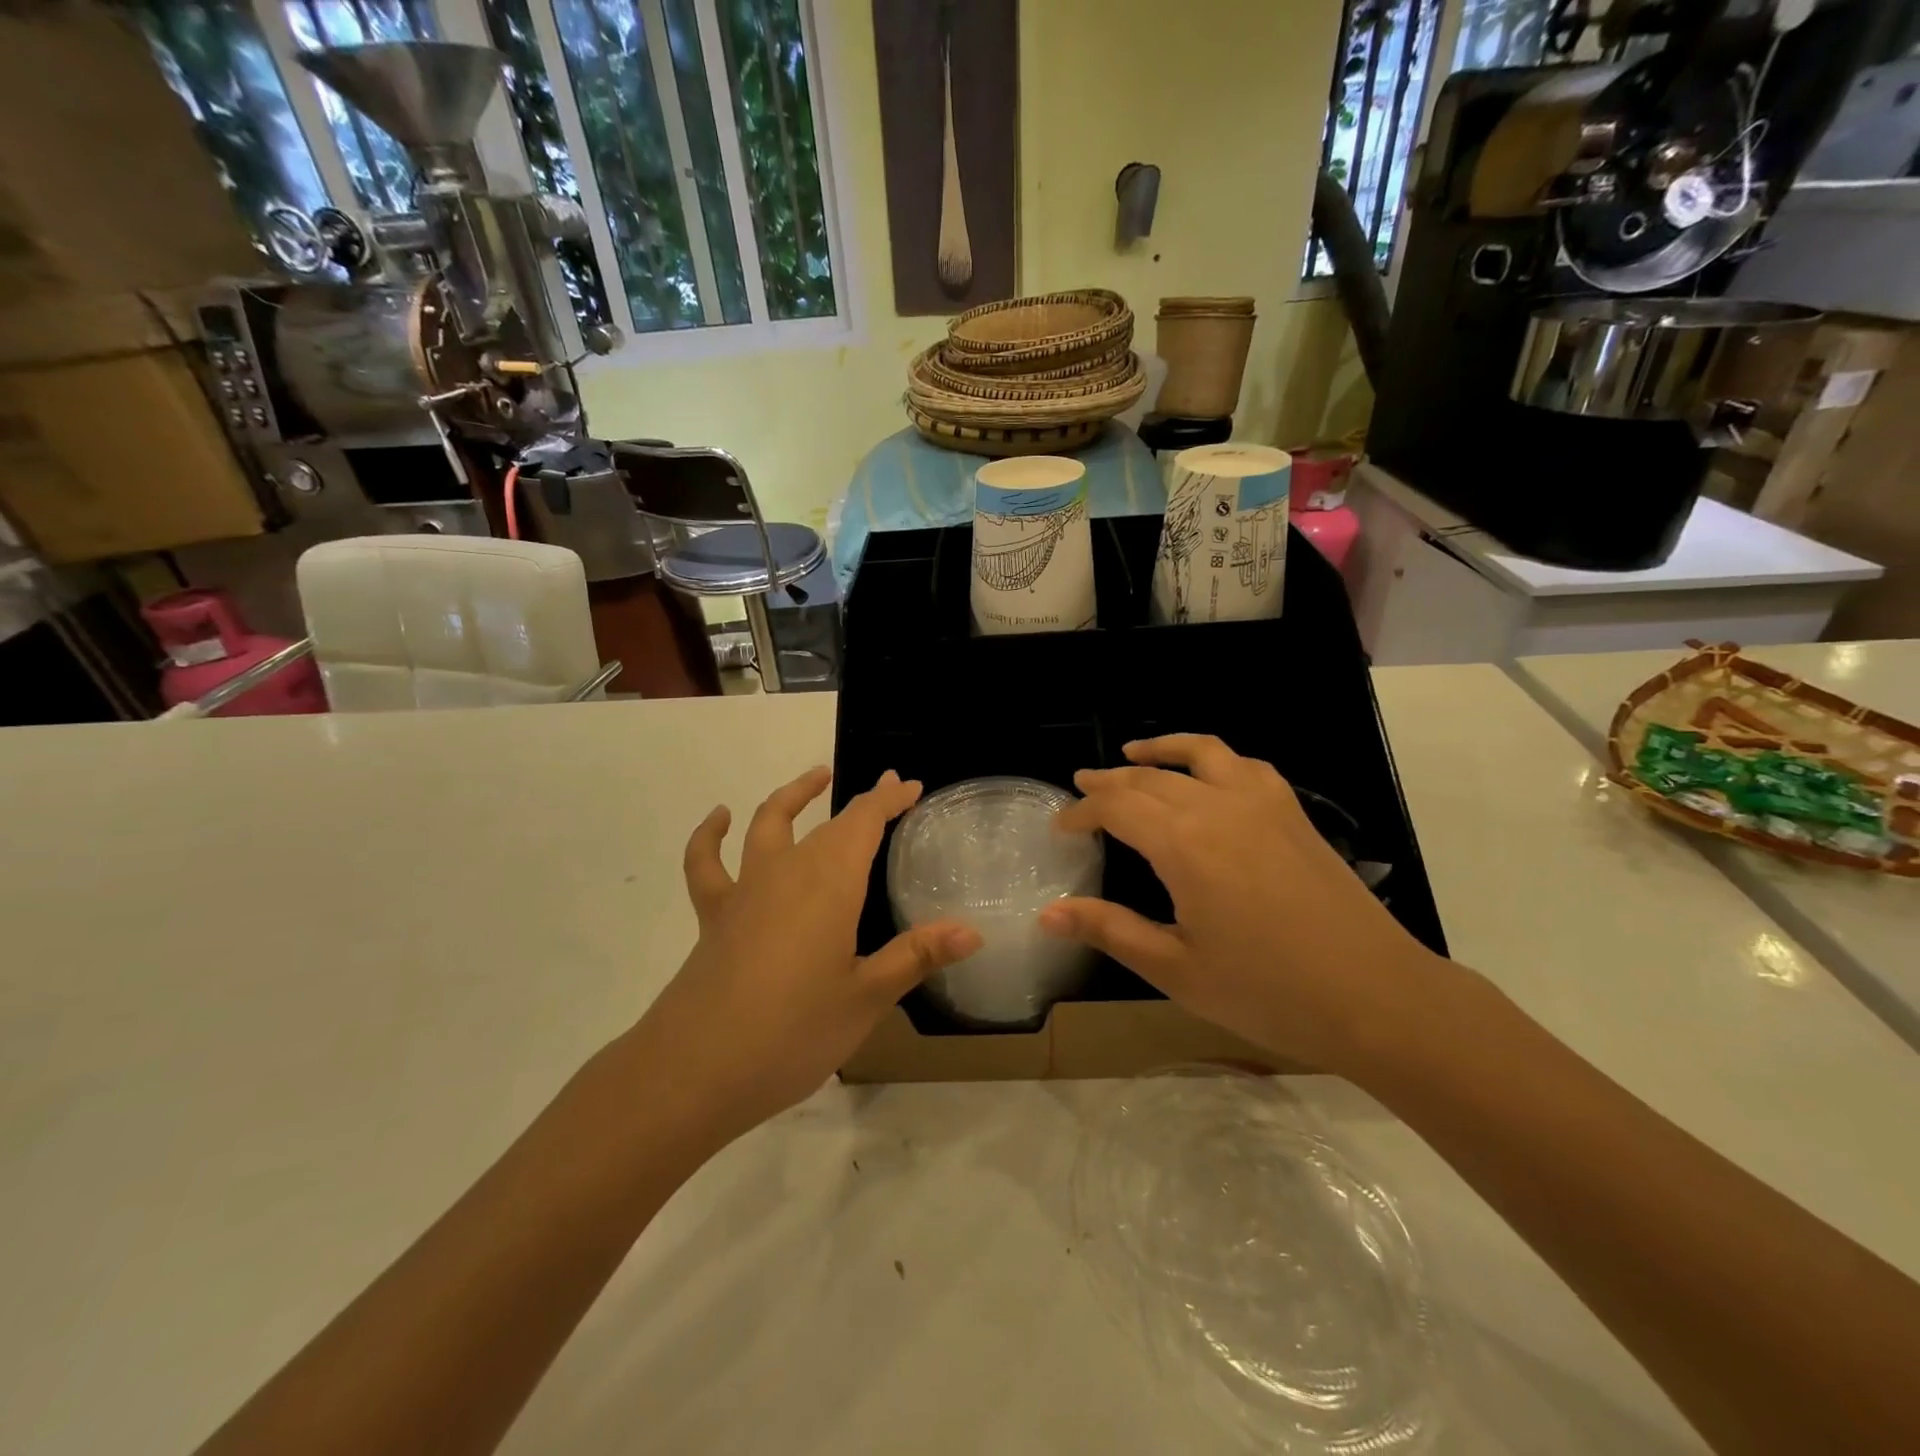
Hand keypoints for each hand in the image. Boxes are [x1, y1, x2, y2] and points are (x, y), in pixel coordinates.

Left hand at [633, 767, 980, 1142]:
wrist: (695, 1071)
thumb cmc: (793, 1033)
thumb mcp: (866, 999)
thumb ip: (917, 956)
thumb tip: (974, 931)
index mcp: (831, 885)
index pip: (865, 822)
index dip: (890, 800)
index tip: (912, 786)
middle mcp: (788, 872)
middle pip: (829, 824)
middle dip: (862, 804)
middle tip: (889, 794)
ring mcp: (746, 890)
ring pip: (770, 824)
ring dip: (794, 796)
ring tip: (817, 777)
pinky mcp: (715, 914)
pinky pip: (707, 863)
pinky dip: (710, 835)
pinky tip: (720, 818)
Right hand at [1040, 735, 1449, 1074]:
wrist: (1378, 997)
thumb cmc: (1268, 992)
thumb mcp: (1176, 969)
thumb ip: (1110, 930)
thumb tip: (1048, 913)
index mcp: (1184, 843)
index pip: (1116, 806)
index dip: (1082, 812)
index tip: (1060, 827)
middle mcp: (1219, 806)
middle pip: (1150, 777)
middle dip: (1110, 781)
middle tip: (1082, 787)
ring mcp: (1263, 803)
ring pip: (1200, 754)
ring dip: (1160, 750)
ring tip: (1133, 753)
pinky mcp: (1294, 813)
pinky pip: (1245, 765)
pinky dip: (1213, 759)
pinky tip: (1207, 775)